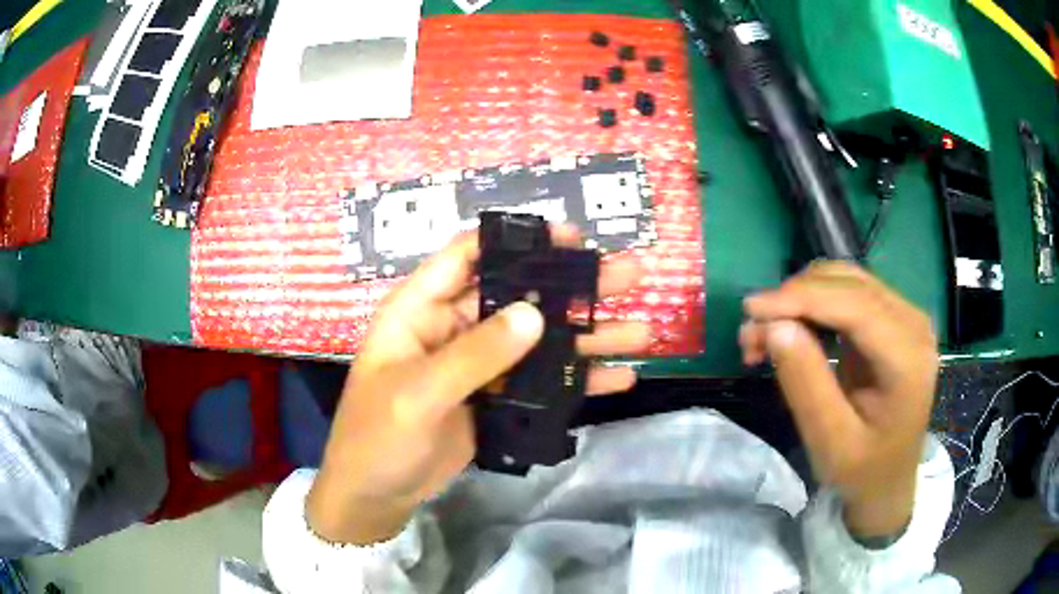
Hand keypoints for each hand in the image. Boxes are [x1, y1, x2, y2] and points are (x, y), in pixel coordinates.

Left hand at [307, 228, 650, 544]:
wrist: (375, 495)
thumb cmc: (378, 436)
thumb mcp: (418, 395)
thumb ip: (475, 355)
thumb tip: (535, 314)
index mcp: (421, 309)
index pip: (470, 256)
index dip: (519, 241)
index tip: (572, 238)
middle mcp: (455, 327)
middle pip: (519, 295)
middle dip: (575, 285)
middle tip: (630, 274)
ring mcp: (480, 365)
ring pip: (540, 339)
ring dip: (588, 335)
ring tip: (642, 331)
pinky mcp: (497, 398)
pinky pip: (542, 381)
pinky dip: (578, 380)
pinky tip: (620, 378)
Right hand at [739, 262, 937, 538]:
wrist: (889, 480)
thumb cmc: (862, 470)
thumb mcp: (830, 442)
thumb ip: (806, 385)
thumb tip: (773, 326)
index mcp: (908, 358)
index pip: (855, 305)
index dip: (801, 298)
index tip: (750, 309)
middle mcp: (913, 323)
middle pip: (848, 284)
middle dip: (794, 299)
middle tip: (750, 336)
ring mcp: (905, 316)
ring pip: (845, 280)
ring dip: (800, 298)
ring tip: (766, 334)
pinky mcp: (892, 317)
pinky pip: (848, 292)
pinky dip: (813, 302)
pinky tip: (792, 327)